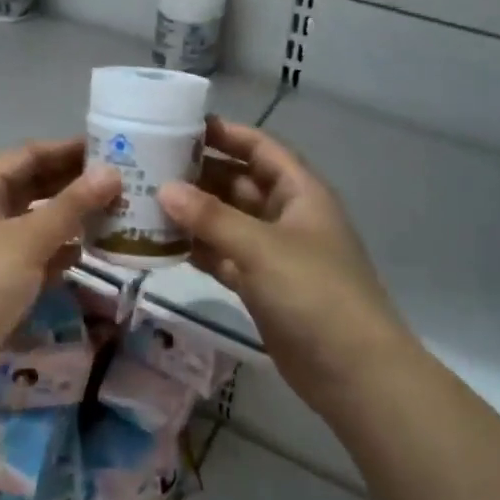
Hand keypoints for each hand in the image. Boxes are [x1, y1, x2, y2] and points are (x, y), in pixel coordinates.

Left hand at [0, 138, 119, 391]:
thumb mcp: (26, 241)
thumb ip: (71, 206)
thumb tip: (112, 172)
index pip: (28, 155)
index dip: (67, 149)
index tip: (110, 147)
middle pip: (32, 186)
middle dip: (73, 183)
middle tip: (122, 182)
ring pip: (35, 222)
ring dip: (70, 218)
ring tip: (114, 214)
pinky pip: (33, 256)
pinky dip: (57, 253)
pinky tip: (85, 255)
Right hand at [159, 118, 408, 408]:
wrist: (353, 373)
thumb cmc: (315, 294)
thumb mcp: (262, 248)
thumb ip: (211, 217)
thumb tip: (164, 188)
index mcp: (300, 193)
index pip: (261, 148)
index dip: (226, 134)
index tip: (181, 126)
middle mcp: (287, 216)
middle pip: (239, 183)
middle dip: (200, 174)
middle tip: (150, 165)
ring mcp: (274, 253)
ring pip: (228, 221)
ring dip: (194, 213)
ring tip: (146, 199)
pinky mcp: (261, 286)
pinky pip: (224, 255)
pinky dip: (198, 248)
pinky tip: (162, 242)